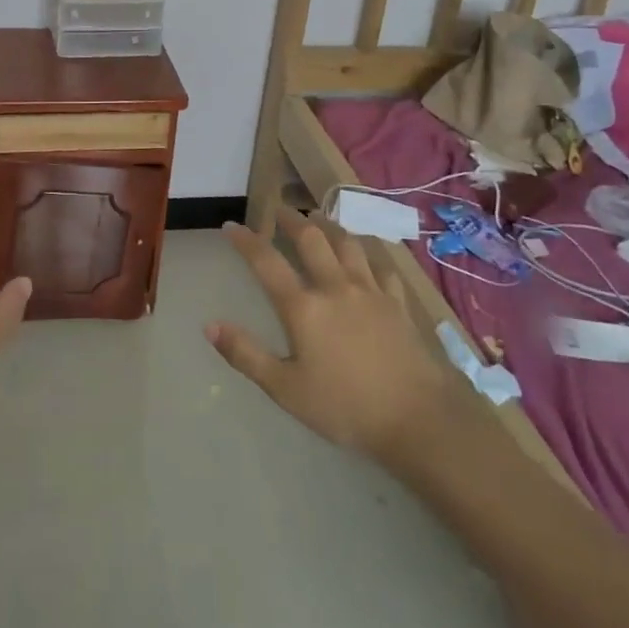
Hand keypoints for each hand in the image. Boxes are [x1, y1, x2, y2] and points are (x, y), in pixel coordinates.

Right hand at [207, 208, 459, 462]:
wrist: (419, 418)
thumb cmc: (346, 407)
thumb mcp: (286, 389)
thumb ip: (246, 355)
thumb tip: (210, 325)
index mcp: (303, 307)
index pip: (266, 262)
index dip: (246, 241)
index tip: (231, 226)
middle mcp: (335, 287)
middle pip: (310, 239)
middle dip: (291, 219)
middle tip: (279, 209)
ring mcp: (370, 291)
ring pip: (347, 243)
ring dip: (329, 226)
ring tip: (318, 219)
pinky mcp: (398, 302)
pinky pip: (381, 265)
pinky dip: (369, 253)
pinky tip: (367, 254)